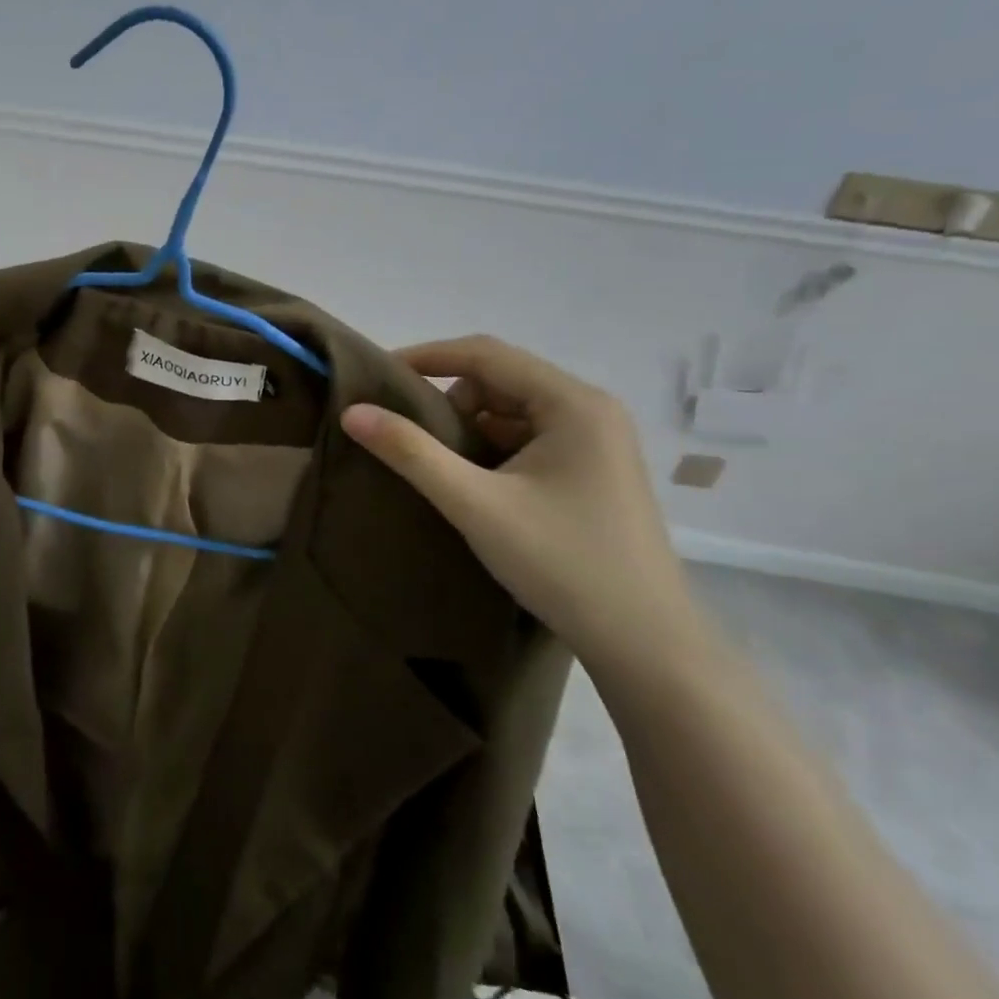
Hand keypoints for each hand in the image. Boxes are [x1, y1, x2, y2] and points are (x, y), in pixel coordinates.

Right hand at [341, 336, 700, 673]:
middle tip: (410, 435)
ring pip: (514, 411)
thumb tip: (353, 412)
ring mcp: (598, 441)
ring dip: (471, 427)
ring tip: (440, 466)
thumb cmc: (562, 564)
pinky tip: (476, 484)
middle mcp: (591, 410)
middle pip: (502, 380)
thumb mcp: (475, 505)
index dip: (427, 357)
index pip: (486, 354)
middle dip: (450, 400)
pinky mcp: (595, 471)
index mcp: (573, 403)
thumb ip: (411, 453)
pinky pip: (531, 438)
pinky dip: (494, 449)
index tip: (378, 375)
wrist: (646, 644)